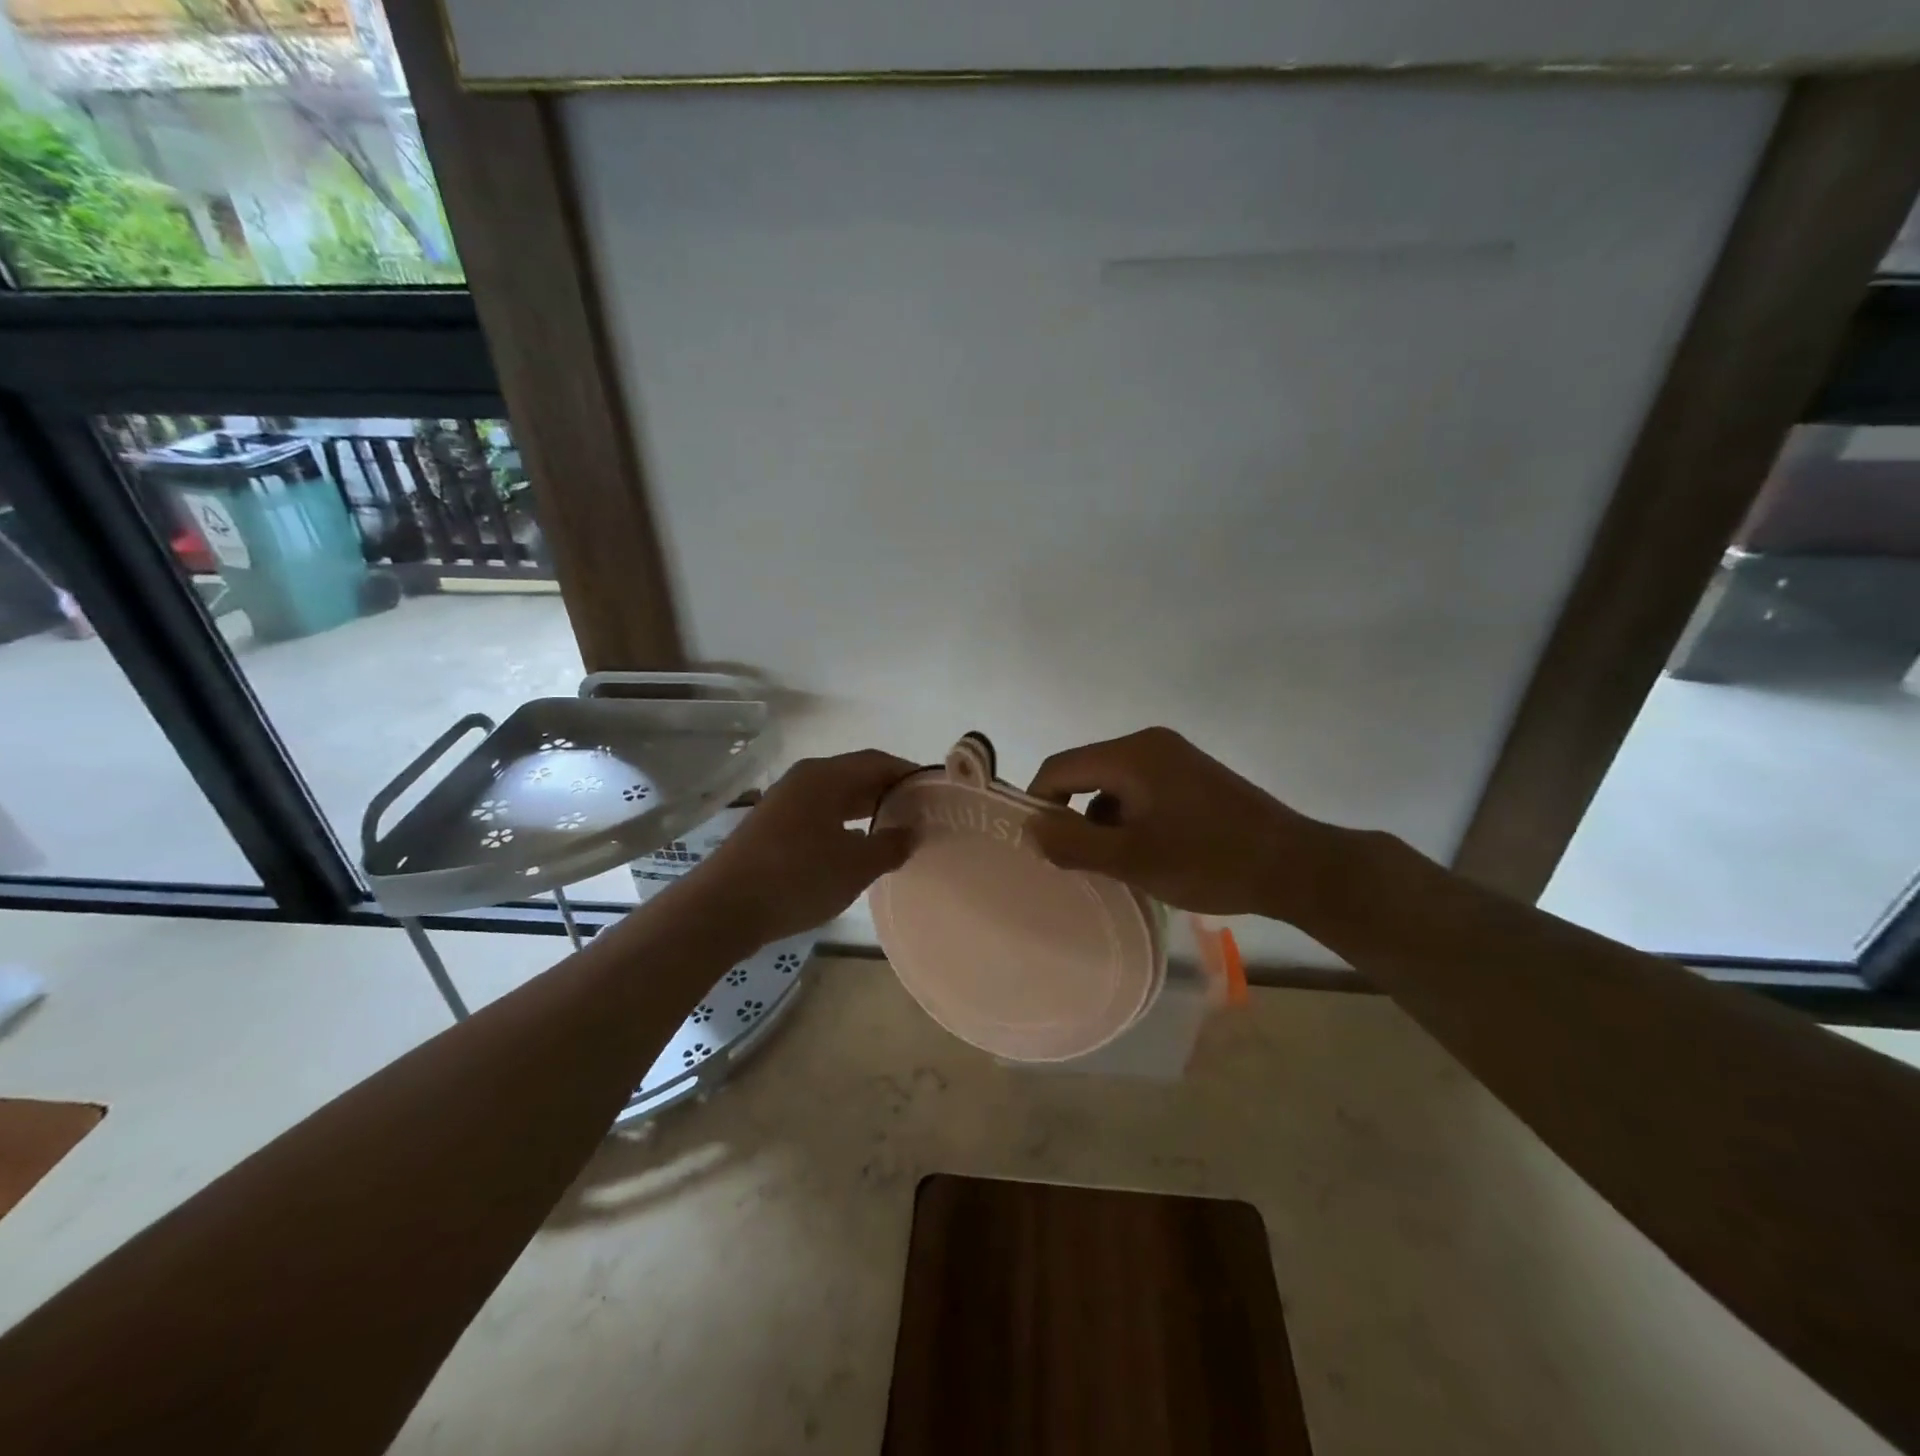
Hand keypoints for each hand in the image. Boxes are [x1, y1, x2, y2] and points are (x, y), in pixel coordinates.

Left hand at [678, 749, 915, 947]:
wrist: (723, 908)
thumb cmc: (797, 877)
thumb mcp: (855, 865)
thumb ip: (890, 845)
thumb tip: (911, 832)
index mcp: (825, 776)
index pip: (877, 762)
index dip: (908, 775)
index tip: (935, 794)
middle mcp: (804, 780)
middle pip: (856, 776)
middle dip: (889, 794)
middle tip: (920, 816)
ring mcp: (785, 804)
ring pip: (836, 798)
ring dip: (866, 812)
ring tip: (895, 834)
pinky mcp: (773, 828)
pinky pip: (820, 816)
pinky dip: (844, 826)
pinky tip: (856, 851)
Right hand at [1026, 727, 1344, 921]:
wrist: (1295, 866)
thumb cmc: (1209, 860)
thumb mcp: (1132, 859)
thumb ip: (1073, 843)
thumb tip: (1028, 828)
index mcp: (1132, 754)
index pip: (1059, 768)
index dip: (1039, 805)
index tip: (1040, 848)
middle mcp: (1149, 744)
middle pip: (1085, 773)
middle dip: (1073, 816)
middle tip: (1076, 862)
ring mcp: (1174, 757)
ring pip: (1112, 785)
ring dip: (1102, 821)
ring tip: (1116, 864)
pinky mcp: (1191, 775)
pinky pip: (1139, 790)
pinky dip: (1129, 818)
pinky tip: (1145, 853)